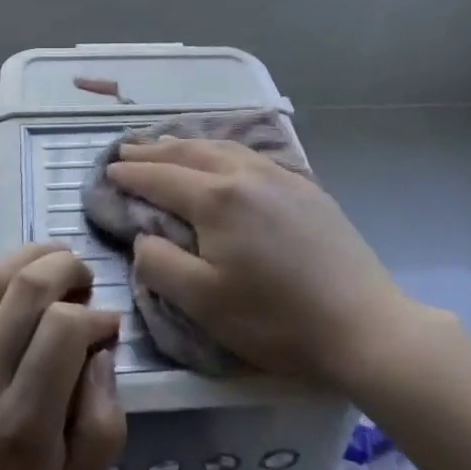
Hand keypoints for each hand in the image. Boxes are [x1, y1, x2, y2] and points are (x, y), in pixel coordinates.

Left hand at [0, 244, 126, 469]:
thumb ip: (103, 420)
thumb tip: (100, 351)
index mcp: (23, 424)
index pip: (61, 328)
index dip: (95, 315)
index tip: (109, 328)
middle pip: (24, 289)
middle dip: (66, 268)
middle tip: (88, 283)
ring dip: (29, 258)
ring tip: (58, 265)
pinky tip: (21, 283)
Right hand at [105, 139, 417, 389]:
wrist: (363, 325)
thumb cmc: (276, 320)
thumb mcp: (204, 303)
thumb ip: (160, 264)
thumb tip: (143, 236)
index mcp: (216, 198)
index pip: (160, 177)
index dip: (130, 174)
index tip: (107, 170)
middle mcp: (244, 173)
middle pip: (189, 152)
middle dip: (153, 151)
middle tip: (127, 150)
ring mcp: (279, 176)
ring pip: (222, 147)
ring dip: (187, 144)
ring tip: (167, 145)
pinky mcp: (304, 187)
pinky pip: (250, 155)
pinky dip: (222, 150)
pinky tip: (223, 158)